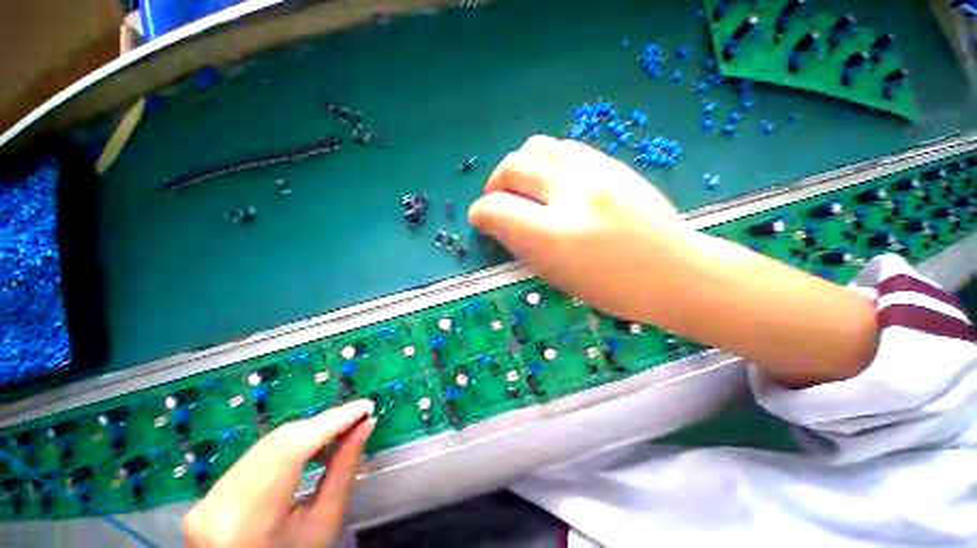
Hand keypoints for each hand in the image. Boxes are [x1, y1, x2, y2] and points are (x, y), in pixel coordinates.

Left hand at [183, 400, 375, 547]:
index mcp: (250, 517)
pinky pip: (260, 452)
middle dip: (325, 423)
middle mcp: (221, 500)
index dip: (332, 421)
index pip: (292, 450)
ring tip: (342, 430)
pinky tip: (313, 446)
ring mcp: (211, 494)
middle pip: (280, 441)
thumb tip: (366, 426)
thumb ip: (344, 471)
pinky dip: (292, 442)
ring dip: (311, 431)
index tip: (366, 406)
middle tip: (359, 416)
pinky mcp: (212, 490)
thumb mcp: (324, 523)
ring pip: (270, 442)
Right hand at [470, 135, 877, 386]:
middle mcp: (572, 196)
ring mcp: (596, 174)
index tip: (480, 219)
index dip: (480, 213)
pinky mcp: (613, 164)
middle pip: (513, 166)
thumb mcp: (555, 276)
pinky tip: (553, 181)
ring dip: (520, 167)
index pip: (496, 210)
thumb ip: (521, 244)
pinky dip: (548, 162)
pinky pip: (565, 148)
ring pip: (538, 146)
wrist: (675, 272)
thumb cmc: (611, 289)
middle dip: (494, 184)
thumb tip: (497, 221)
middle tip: (498, 200)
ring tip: (525, 187)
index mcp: (554, 236)